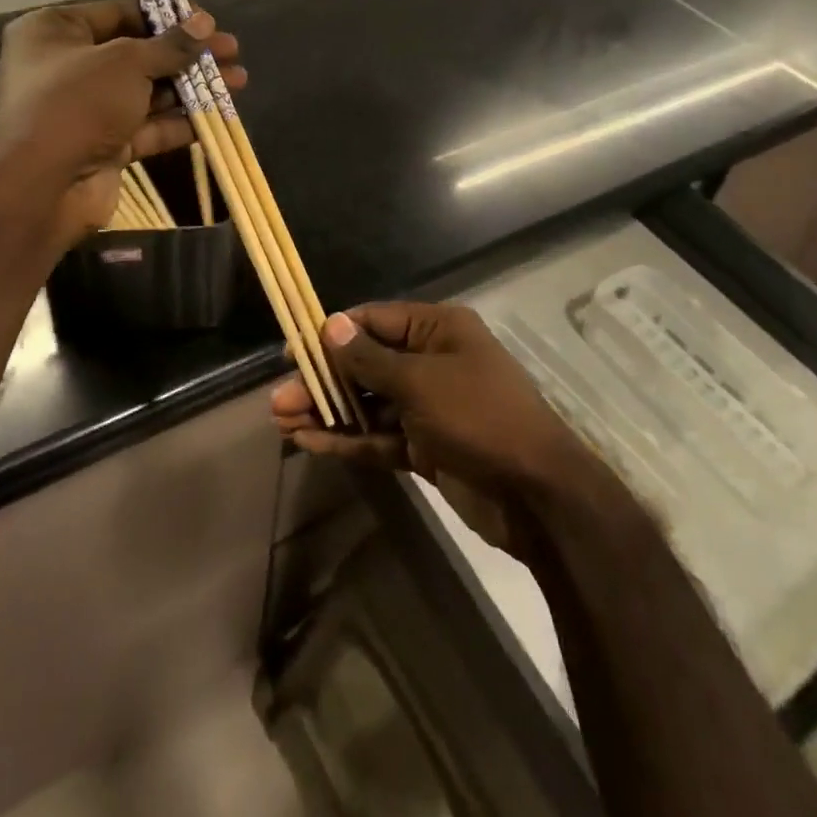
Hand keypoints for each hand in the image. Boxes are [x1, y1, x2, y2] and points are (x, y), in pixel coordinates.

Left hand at [0, 0, 244, 246]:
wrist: (41, 188)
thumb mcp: (126, 62)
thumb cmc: (76, 103)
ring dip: (193, 86)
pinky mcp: (105, 145)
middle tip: (231, 50)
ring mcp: (88, 109)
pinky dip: (181, 120)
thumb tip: (204, 23)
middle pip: (139, 53)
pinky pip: (148, 126)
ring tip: (239, 80)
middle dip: (188, 53)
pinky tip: (219, 113)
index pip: (120, 12)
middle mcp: (69, 66)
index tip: (207, 21)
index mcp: (56, 31)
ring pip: (149, 91)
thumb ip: (170, 45)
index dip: (167, 15)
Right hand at [272, 302, 595, 556]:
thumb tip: (330, 325)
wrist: (537, 495)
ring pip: (369, 403)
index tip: (294, 350)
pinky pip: (380, 436)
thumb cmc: (479, 417)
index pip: (375, 320)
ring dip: (330, 412)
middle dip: (324, 381)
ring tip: (283, 422)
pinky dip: (349, 439)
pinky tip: (311, 443)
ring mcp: (429, 406)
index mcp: (438, 330)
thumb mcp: (421, 382)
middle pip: (367, 364)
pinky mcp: (426, 446)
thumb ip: (370, 359)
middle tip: (278, 400)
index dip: (333, 333)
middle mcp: (432, 361)